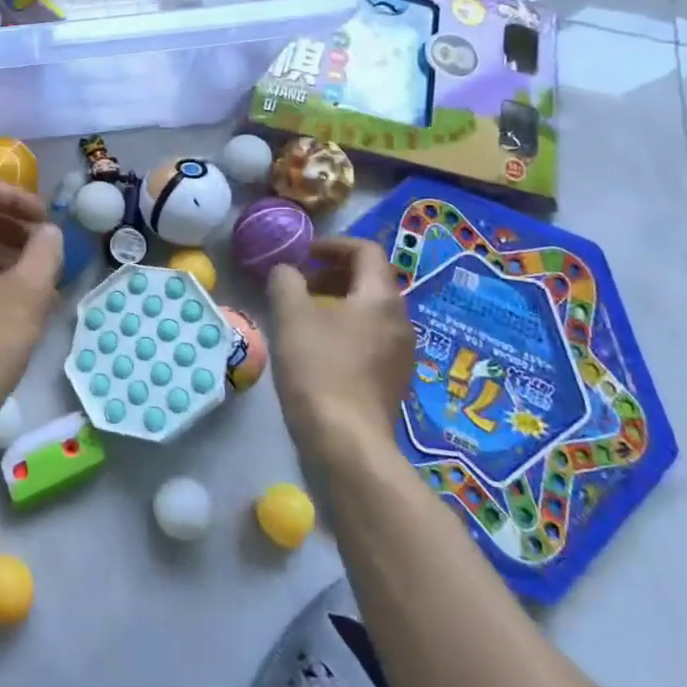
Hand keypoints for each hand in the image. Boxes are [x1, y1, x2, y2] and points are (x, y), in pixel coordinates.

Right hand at [267, 237, 416, 465]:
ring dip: (338, 302)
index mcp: (381, 297)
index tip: (304, 254)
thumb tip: (286, 271)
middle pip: (370, 280)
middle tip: (300, 282)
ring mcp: (401, 354)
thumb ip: (285, 280)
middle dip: (333, 273)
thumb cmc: (319, 368)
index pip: (366, 251)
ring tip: (304, 314)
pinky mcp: (392, 381)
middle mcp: (400, 321)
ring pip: (370, 311)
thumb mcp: (291, 314)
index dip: (333, 245)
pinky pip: (370, 339)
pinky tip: (318, 348)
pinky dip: (345, 330)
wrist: (346, 442)